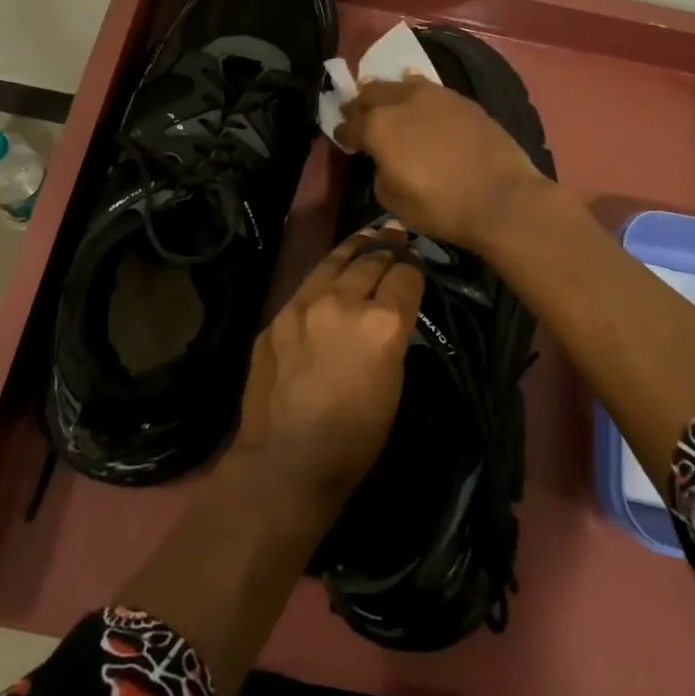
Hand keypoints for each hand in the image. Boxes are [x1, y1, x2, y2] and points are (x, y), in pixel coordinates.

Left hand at [231, 227, 424, 513]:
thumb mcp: (394, 384)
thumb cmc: (355, 438)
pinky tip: (332, 270)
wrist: (286, 460)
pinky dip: (327, 271)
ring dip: (356, 247)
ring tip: (369, 235)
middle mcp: (343, 302)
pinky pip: (308, 282)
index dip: (415, 267)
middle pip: (372, 259)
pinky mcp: (278, 314)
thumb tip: (393, 310)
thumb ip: (394, 335)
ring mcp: (304, 304)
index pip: (406, 275)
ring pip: (336, 260)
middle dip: (389, 248)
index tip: (417, 264)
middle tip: (398, 237)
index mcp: (381, 323)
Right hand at [334, 76, 550, 250]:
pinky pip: (431, 90)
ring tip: (388, 102)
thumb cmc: (441, 206)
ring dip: (390, 92)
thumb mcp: (394, 201)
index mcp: (379, 126)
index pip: (351, 124)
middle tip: (357, 113)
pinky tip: (421, 101)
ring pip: (402, 84)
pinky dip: (419, 94)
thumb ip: (381, 173)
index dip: (344, 131)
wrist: (502, 197)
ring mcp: (436, 96)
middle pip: (373, 93)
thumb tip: (386, 162)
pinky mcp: (463, 100)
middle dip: (362, 103)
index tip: (342, 137)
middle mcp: (403, 101)